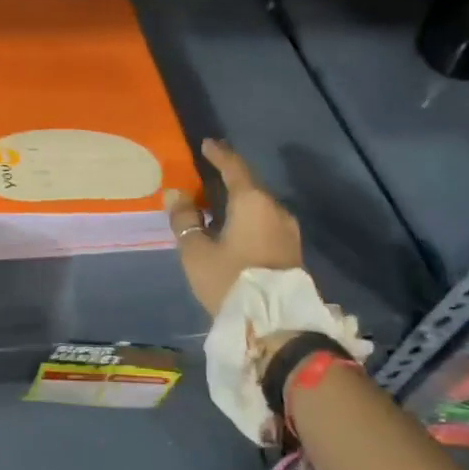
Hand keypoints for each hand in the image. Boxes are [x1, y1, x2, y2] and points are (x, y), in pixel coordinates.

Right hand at [166, 138, 302, 314]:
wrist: (277, 326)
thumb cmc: (231, 280)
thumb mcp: (196, 251)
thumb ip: (184, 219)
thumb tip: (176, 194)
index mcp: (252, 201)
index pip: (234, 167)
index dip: (219, 154)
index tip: (207, 144)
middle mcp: (275, 209)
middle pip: (249, 186)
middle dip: (228, 180)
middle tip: (205, 177)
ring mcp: (288, 231)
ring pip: (258, 206)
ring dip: (238, 202)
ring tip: (216, 205)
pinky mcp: (292, 251)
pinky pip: (265, 222)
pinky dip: (247, 218)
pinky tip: (233, 228)